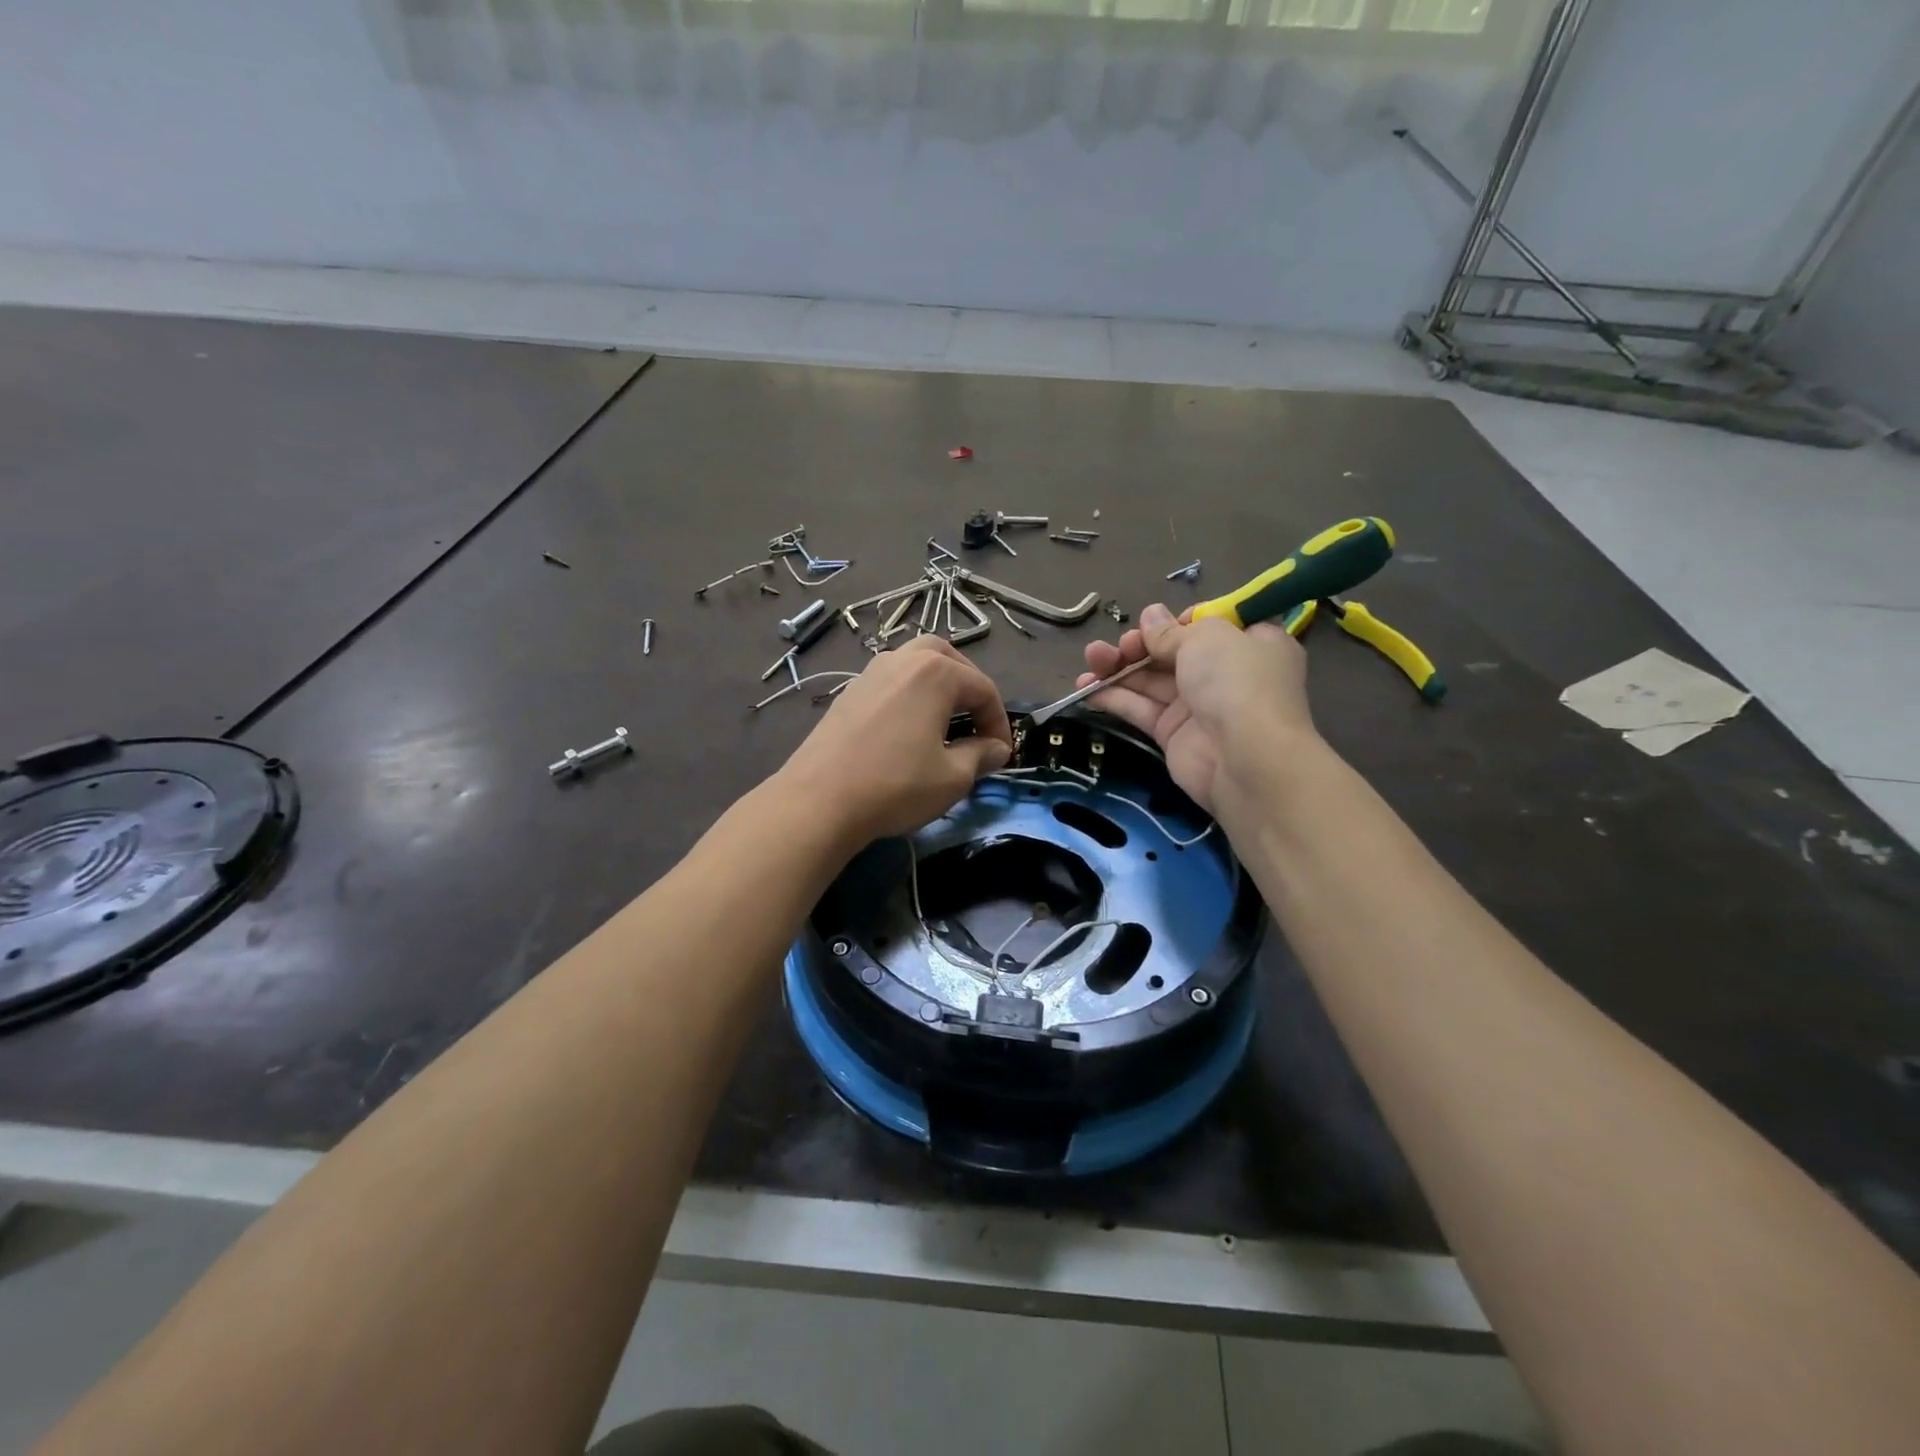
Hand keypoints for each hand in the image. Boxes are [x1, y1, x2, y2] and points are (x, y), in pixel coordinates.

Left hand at [779, 636, 1012, 843]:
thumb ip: (980, 756)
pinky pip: (891, 681)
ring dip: (937, 686)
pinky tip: (908, 729)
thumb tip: (996, 749)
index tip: (1002, 754)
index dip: (999, 722)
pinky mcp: (848, 693)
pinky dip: (909, 695)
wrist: (819, 801)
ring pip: (914, 664)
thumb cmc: (896, 785)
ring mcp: (870, 673)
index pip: (983, 689)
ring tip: (944, 722)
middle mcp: (902, 660)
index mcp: (935, 672)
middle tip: (976, 722)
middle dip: (968, 687)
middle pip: (947, 658)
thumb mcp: (952, 777)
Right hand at [1077, 602, 1312, 811]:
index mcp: (1249, 644)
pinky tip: (1087, 687)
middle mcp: (1225, 674)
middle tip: (1121, 645)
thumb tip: (1150, 616)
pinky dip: (1114, 697)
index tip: (1156, 622)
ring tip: (1092, 659)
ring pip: (1151, 680)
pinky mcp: (1174, 734)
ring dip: (1119, 667)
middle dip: (1140, 645)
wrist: (1244, 758)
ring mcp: (1198, 706)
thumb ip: (1170, 631)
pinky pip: (1141, 709)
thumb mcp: (1205, 638)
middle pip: (1173, 653)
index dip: (1178, 622)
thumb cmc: (1235, 681)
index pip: (1209, 626)